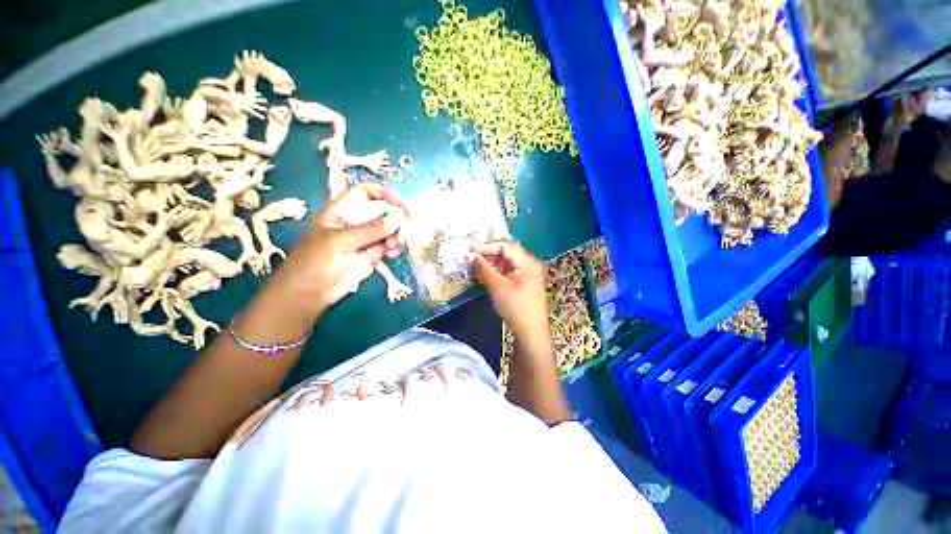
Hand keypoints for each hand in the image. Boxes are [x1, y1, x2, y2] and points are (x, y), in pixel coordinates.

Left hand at [275, 183, 406, 314]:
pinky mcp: (372, 254)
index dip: (381, 193)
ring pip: (388, 230)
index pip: (364, 193)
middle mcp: (356, 222)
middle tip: (404, 227)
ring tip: (394, 246)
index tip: (398, 203)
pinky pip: (389, 246)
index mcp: (343, 211)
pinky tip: (393, 253)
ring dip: (396, 235)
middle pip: (382, 211)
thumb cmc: (316, 261)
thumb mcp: (341, 241)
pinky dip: (395, 248)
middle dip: (394, 218)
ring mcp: (365, 239)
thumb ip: (370, 230)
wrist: (309, 293)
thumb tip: (398, 218)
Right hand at [468, 241, 549, 347]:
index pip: (506, 246)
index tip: (470, 250)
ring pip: (507, 263)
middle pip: (507, 253)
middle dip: (488, 255)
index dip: (487, 246)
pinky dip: (496, 273)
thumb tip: (469, 255)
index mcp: (528, 262)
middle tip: (470, 259)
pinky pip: (508, 272)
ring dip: (490, 264)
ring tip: (474, 267)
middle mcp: (530, 264)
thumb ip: (483, 269)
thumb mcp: (497, 287)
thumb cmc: (516, 308)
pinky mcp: (524, 284)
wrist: (531, 334)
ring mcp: (528, 275)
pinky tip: (483, 276)